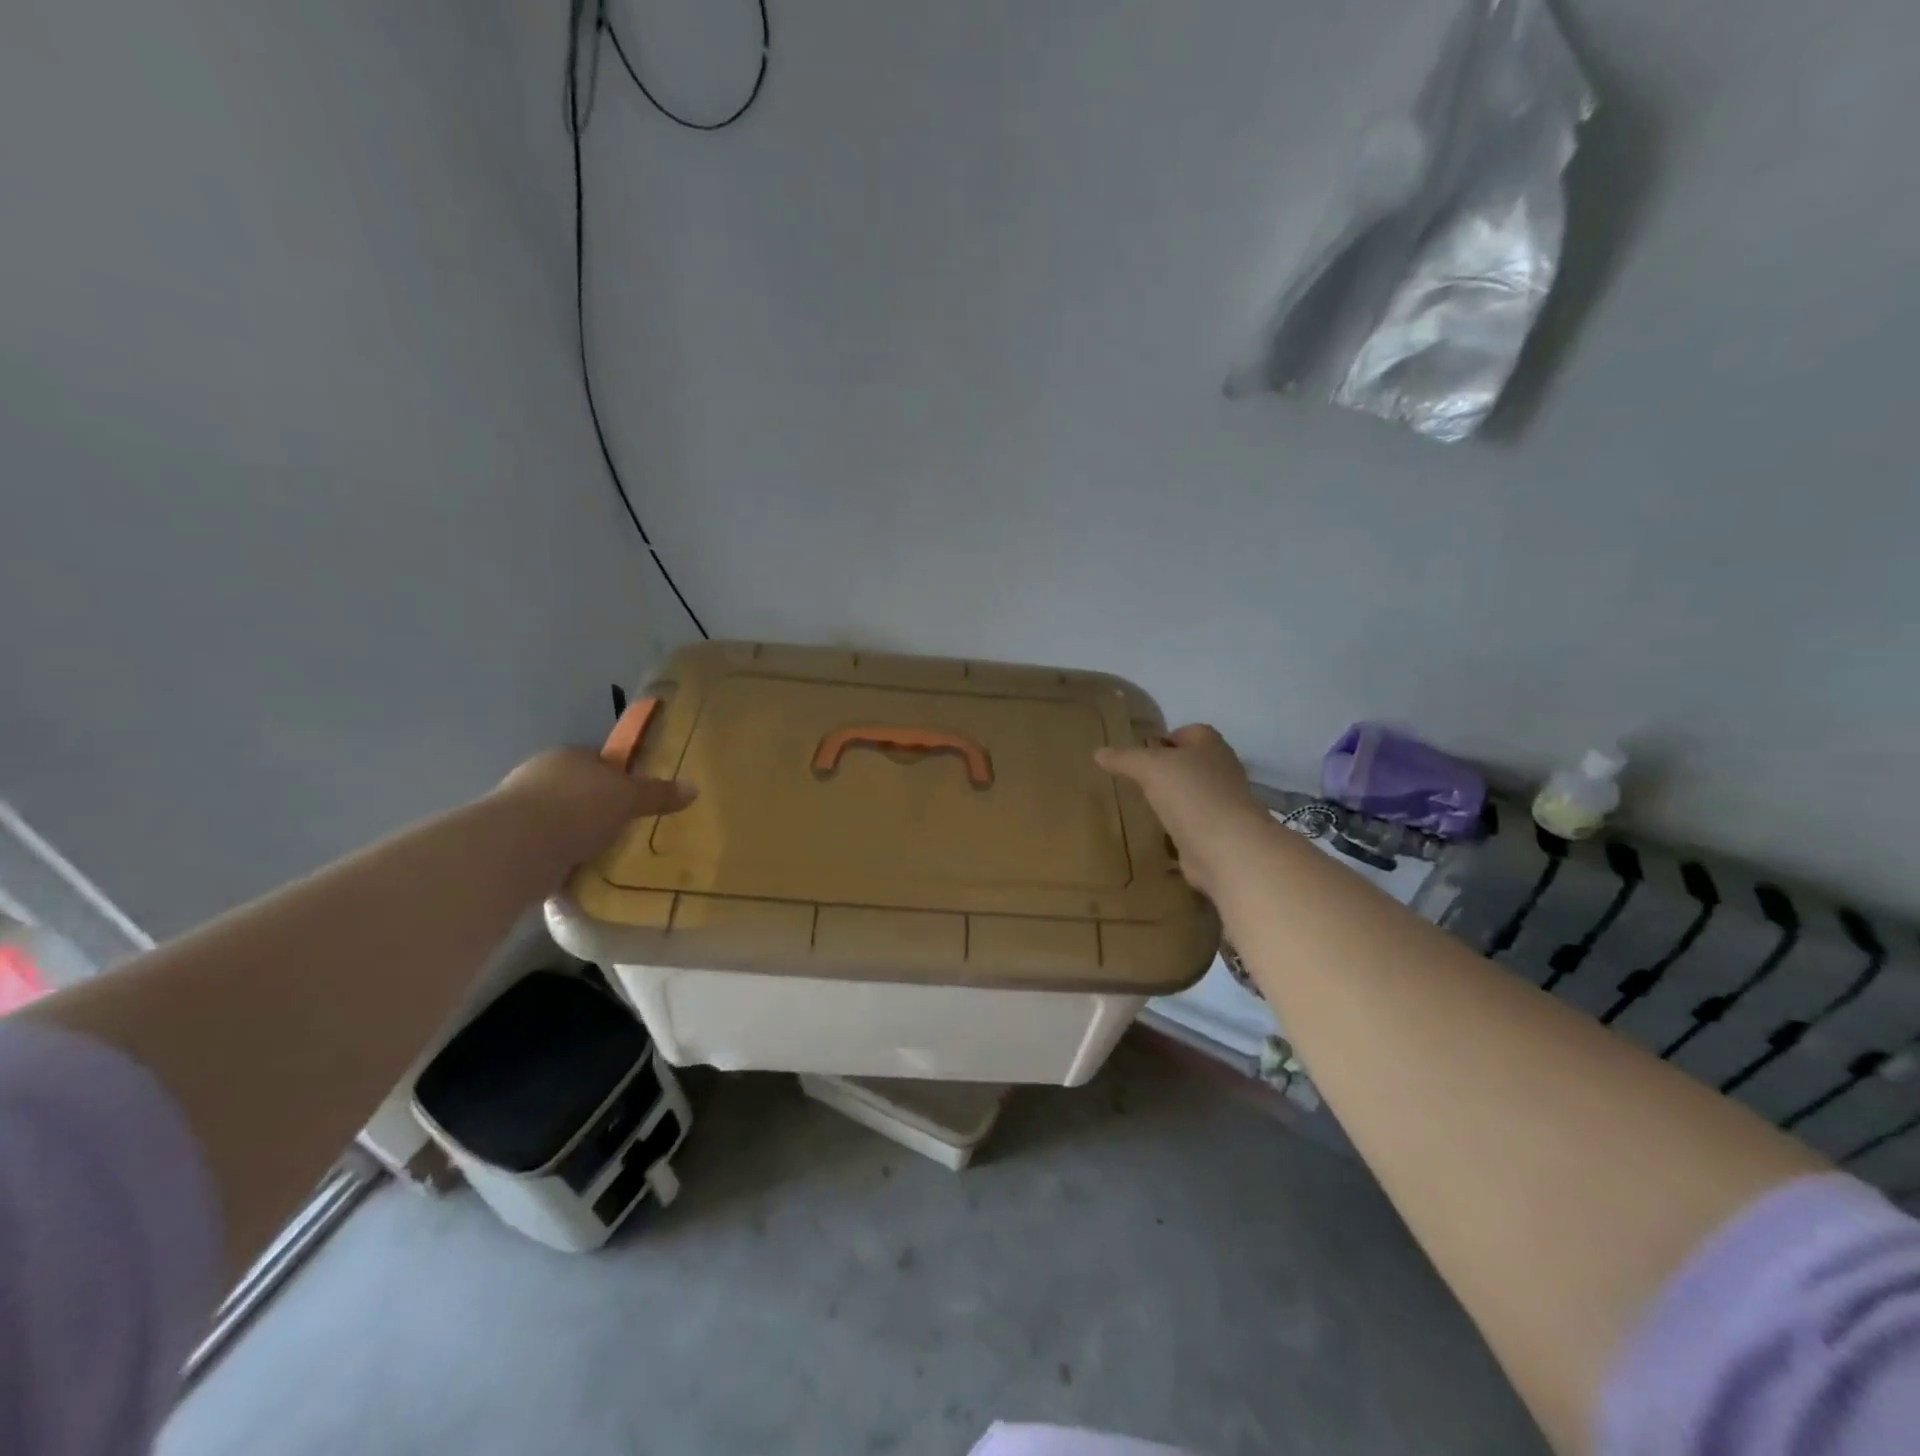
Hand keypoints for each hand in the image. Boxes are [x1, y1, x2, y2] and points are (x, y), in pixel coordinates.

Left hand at [493, 747, 696, 871]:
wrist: (516, 848)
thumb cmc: (577, 809)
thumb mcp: (628, 798)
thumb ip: (658, 794)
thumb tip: (694, 788)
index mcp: (569, 756)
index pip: (599, 761)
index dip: (619, 778)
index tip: (635, 799)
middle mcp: (540, 775)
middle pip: (578, 789)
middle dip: (597, 807)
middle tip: (624, 828)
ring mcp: (519, 808)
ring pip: (559, 818)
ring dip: (576, 833)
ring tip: (602, 854)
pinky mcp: (508, 842)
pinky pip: (545, 846)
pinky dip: (559, 856)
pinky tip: (576, 871)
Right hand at [1095, 725, 1268, 895]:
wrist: (1227, 847)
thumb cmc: (1191, 794)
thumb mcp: (1149, 767)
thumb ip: (1124, 758)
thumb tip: (1098, 752)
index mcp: (1210, 745)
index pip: (1186, 732)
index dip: (1163, 740)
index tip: (1138, 754)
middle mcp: (1220, 770)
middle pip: (1188, 764)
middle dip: (1164, 771)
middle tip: (1133, 780)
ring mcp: (1222, 804)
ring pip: (1190, 795)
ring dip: (1170, 801)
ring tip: (1139, 807)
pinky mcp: (1217, 834)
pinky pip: (1191, 825)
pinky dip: (1175, 829)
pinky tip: (1154, 834)